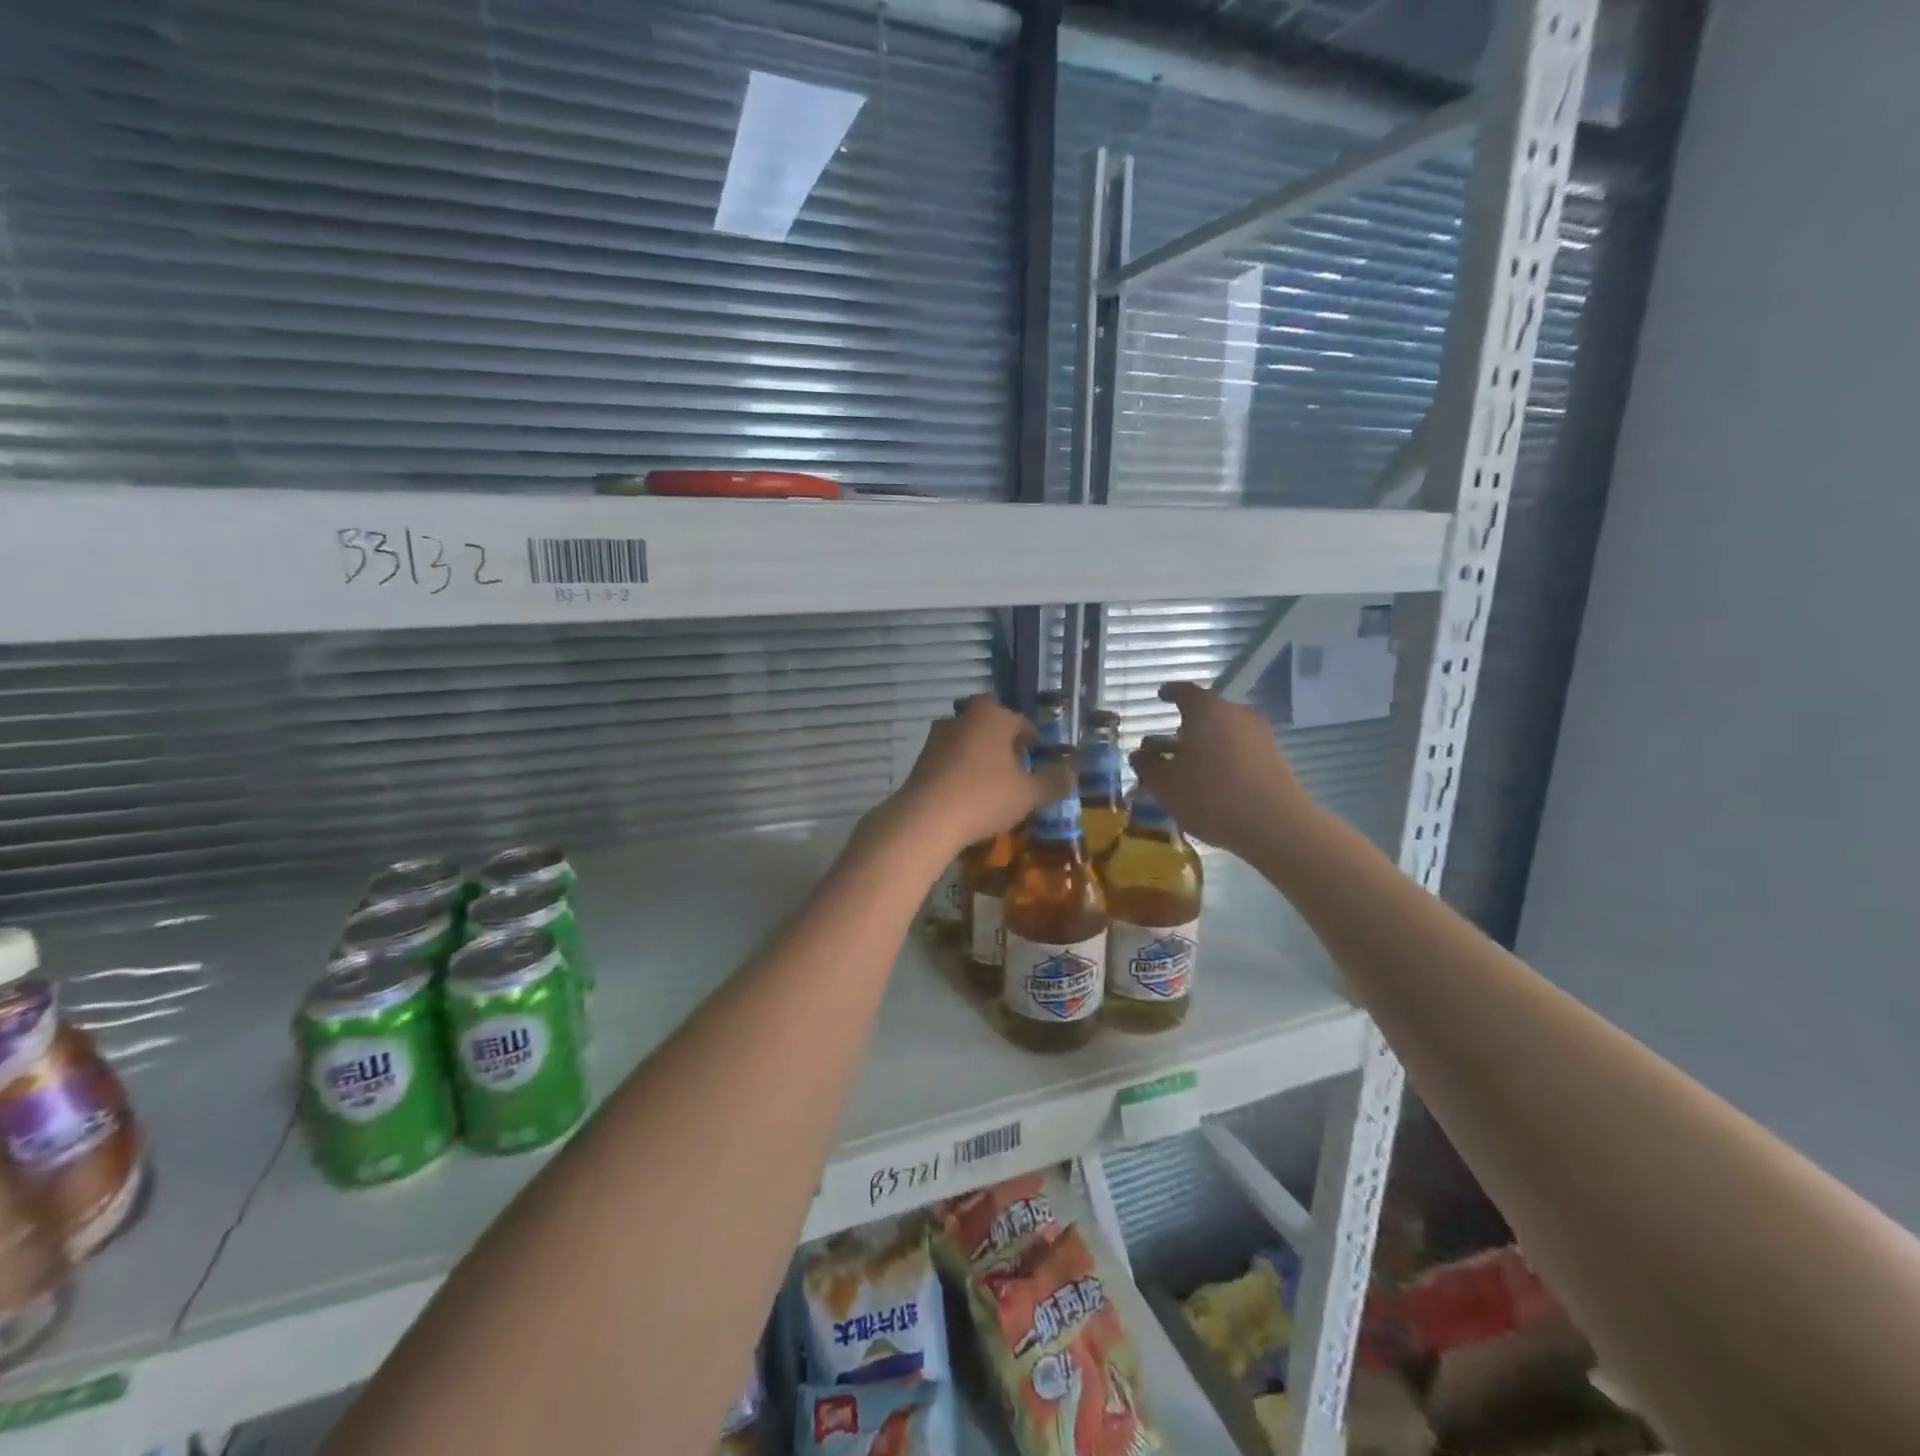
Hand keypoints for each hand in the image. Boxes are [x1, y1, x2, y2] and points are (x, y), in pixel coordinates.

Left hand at [881, 696, 1074, 857]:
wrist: (926, 818)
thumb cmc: (985, 797)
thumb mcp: (1029, 794)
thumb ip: (1053, 782)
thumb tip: (1071, 773)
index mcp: (993, 717)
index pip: (1020, 721)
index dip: (1031, 739)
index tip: (1037, 757)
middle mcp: (963, 718)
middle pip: (989, 724)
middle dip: (1002, 741)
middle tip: (1014, 765)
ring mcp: (938, 737)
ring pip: (967, 739)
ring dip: (979, 754)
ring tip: (992, 782)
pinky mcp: (921, 758)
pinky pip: (949, 758)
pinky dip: (960, 769)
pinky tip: (967, 794)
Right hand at [1130, 682, 1317, 858]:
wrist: (1274, 825)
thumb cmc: (1210, 795)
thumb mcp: (1164, 784)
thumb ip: (1147, 765)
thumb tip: (1139, 754)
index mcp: (1206, 710)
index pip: (1184, 691)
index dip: (1169, 693)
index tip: (1160, 696)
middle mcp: (1236, 714)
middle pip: (1205, 714)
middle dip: (1183, 728)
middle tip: (1164, 745)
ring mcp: (1259, 736)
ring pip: (1222, 733)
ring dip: (1202, 746)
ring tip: (1183, 768)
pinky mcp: (1273, 759)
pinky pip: (1238, 751)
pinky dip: (1221, 759)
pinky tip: (1210, 783)